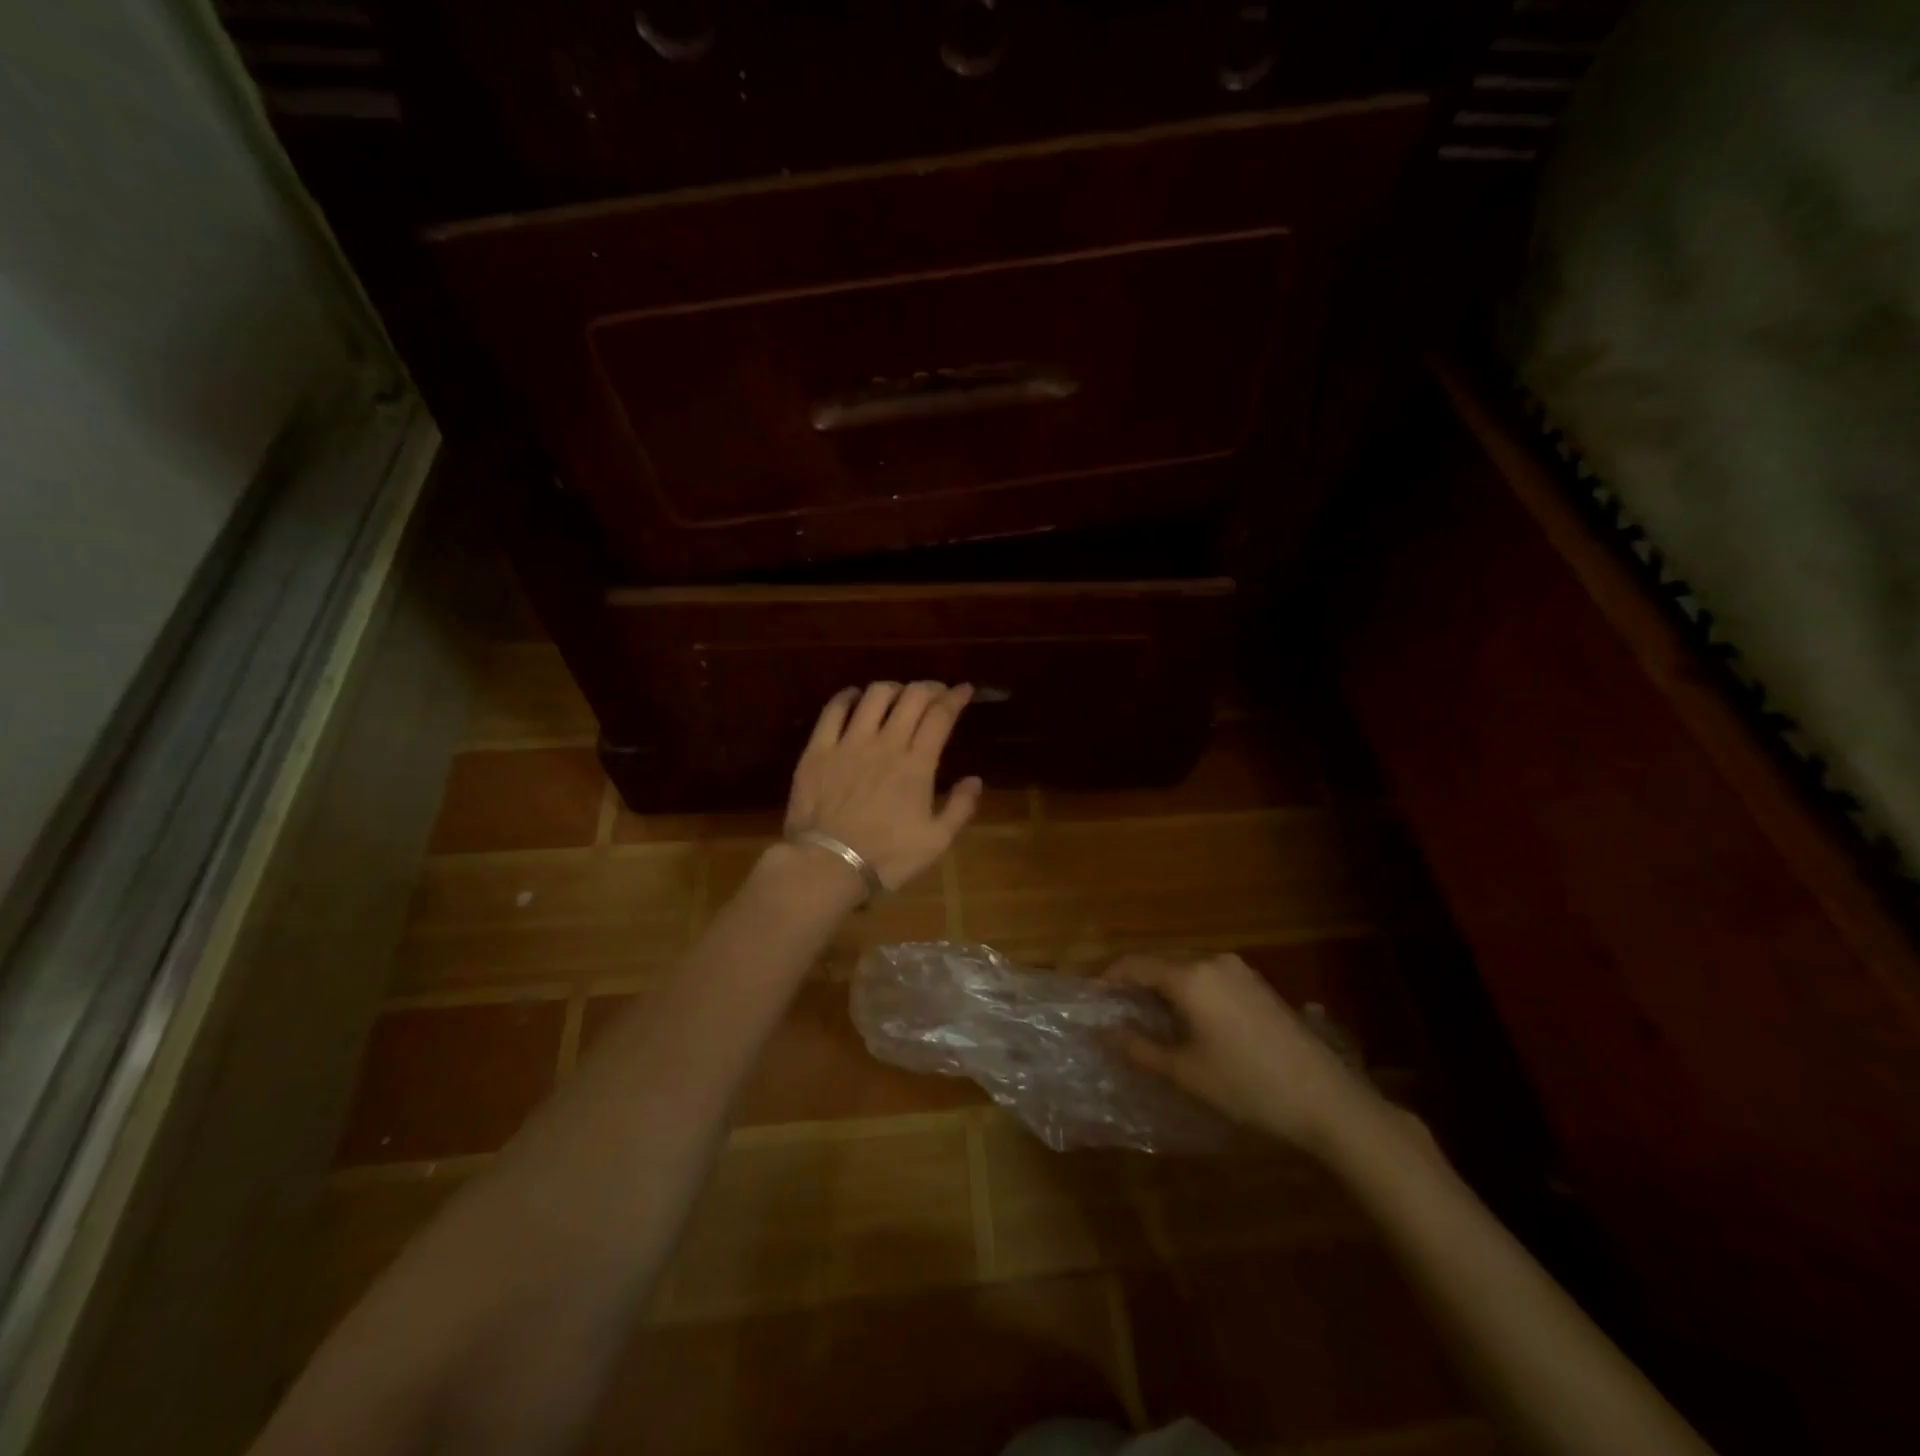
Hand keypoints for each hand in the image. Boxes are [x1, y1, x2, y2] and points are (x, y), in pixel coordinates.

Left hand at [783, 681, 982, 891]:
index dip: (955, 697)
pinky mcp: (819, 749)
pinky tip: (854, 698)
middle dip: (929, 687)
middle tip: (935, 693)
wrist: (828, 864)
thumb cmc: (887, 857)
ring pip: (875, 695)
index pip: (941, 715)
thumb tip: (975, 780)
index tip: (964, 689)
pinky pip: (834, 709)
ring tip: (898, 695)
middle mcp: (886, 743)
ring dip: (893, 689)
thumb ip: (960, 808)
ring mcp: (849, 742)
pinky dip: (848, 697)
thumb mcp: (935, 841)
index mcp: (917, 764)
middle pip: (912, 697)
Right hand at [1106, 953, 1375, 1153]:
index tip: (1090, 999)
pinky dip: (1188, 990)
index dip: (1108, 978)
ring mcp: (1240, 970)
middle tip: (1115, 1011)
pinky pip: (1209, 976)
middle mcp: (1213, 961)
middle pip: (1160, 961)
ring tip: (1147, 1017)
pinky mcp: (1258, 984)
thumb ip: (1140, 1048)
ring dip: (1162, 986)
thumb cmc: (1248, 1086)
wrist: (1327, 1100)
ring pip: (1186, 968)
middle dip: (1134, 981)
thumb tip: (1104, 1033)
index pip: (1135, 964)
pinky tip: (1188, 1019)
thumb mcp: (1186, 1072)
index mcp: (1190, 976)